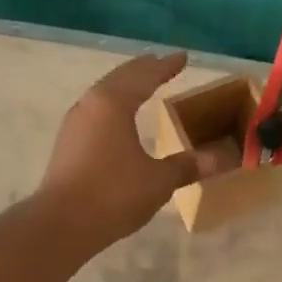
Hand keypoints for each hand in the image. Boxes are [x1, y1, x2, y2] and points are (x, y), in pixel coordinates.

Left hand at [40, 52, 223, 244]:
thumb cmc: (114, 194)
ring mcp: (75, 123)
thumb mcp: (158, 181)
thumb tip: (219, 158)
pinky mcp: (67, 143)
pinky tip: (119, 118)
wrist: (62, 224)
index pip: (145, 75)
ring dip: (125, 86)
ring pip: (104, 93)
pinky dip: (113, 105)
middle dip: (143, 69)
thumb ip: (187, 165)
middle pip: (120, 78)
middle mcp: (91, 104)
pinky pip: (95, 111)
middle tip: (161, 63)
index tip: (183, 57)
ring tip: (142, 85)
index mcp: (113, 103)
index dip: (166, 66)